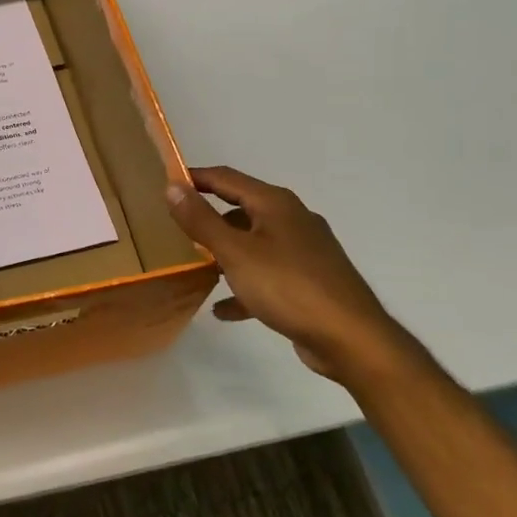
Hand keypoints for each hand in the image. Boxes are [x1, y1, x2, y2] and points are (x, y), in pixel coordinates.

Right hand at [168, 166, 414, 384]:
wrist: (351, 338)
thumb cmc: (288, 286)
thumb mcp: (235, 251)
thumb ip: (201, 219)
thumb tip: (172, 187)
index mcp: (275, 204)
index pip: (226, 178)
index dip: (195, 178)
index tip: (165, 185)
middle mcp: (292, 219)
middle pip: (241, 209)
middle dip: (208, 218)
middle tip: (175, 228)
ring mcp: (303, 251)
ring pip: (253, 243)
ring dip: (225, 253)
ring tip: (196, 267)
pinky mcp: (308, 282)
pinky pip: (267, 276)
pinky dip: (244, 286)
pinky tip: (223, 308)